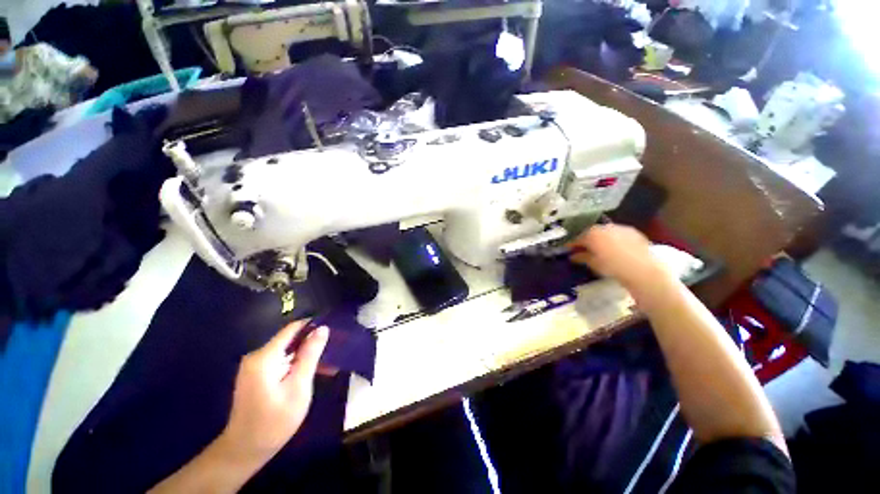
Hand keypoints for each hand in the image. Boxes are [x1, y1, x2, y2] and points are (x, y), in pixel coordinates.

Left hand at [221, 320, 328, 461]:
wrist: (244, 451)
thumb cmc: (274, 421)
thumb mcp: (298, 387)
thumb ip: (310, 355)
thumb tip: (322, 328)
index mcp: (265, 357)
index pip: (292, 328)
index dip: (313, 325)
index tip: (333, 329)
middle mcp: (257, 356)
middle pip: (290, 339)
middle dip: (312, 343)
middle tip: (334, 351)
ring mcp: (255, 366)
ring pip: (287, 351)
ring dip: (307, 355)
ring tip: (329, 364)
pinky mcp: (256, 375)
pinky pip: (281, 361)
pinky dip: (297, 364)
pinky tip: (311, 373)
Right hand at [568, 225, 673, 291]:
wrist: (642, 269)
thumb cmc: (612, 267)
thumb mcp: (593, 263)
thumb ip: (581, 258)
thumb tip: (573, 256)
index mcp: (591, 234)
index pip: (577, 239)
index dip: (572, 245)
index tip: (569, 251)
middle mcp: (604, 227)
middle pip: (591, 233)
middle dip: (587, 241)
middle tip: (584, 250)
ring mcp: (619, 228)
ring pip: (605, 232)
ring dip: (601, 239)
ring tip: (600, 249)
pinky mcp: (633, 232)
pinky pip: (618, 234)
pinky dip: (613, 240)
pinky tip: (615, 249)